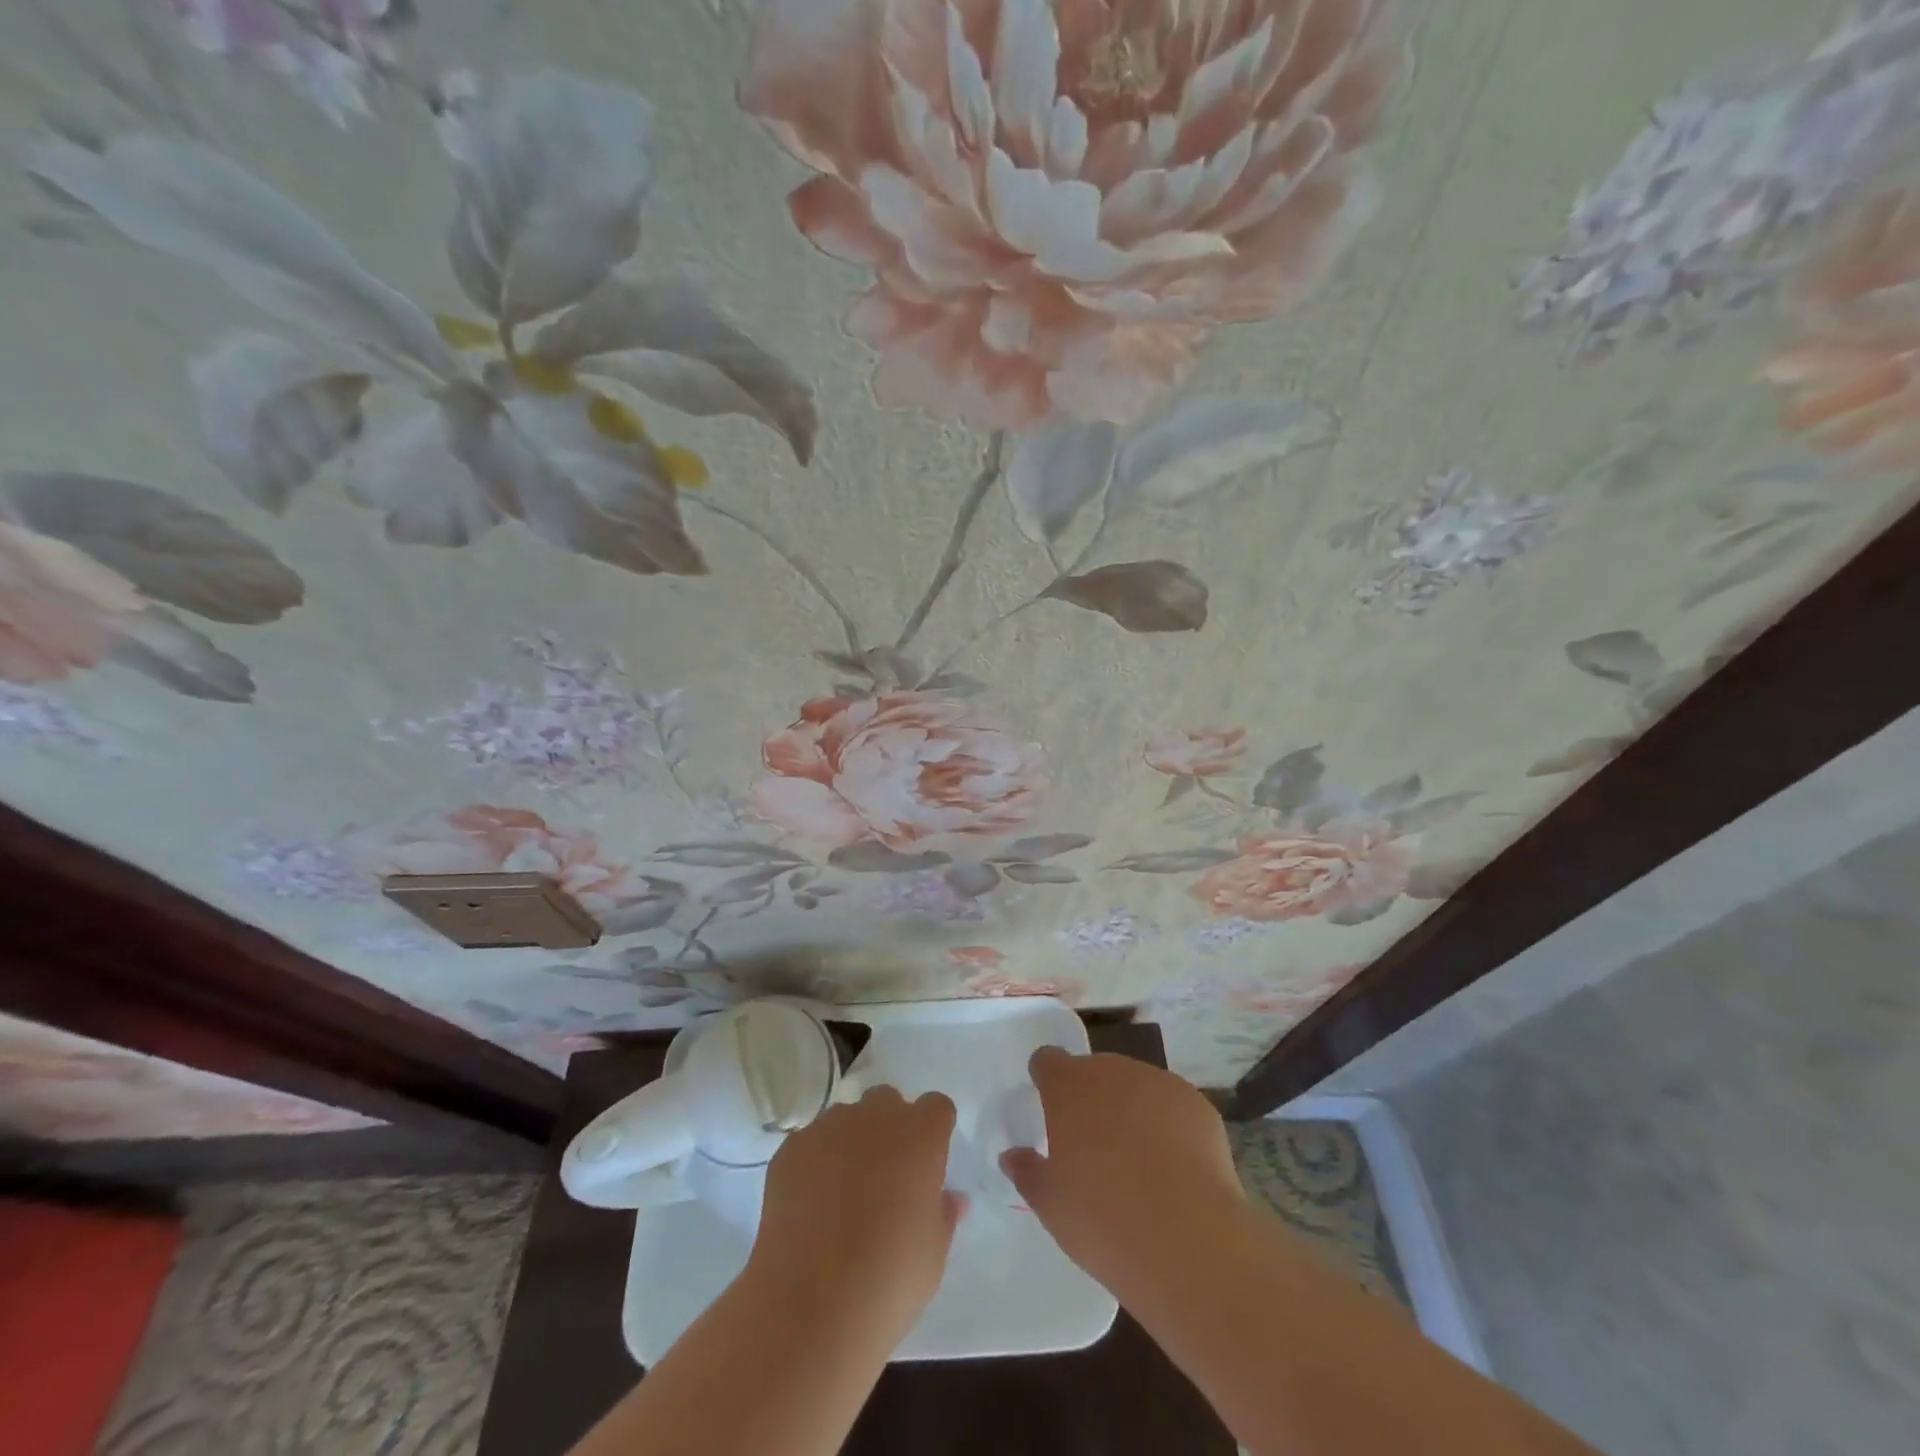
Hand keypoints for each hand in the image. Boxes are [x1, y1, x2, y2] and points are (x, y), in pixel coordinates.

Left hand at [748, 1086, 963, 1345]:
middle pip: (887, 1102)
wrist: (811, 1306)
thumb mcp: (933, 1255)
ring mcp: (829, 1128)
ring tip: (843, 1193)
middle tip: (886, 1176)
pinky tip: (810, 1206)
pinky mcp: (791, 1149)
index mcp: (920, 1135)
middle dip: (890, 1127)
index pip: (936, 1107)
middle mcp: (876, 1117)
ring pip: (846, 1118)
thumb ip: (943, 1214)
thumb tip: (950, 1198)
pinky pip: (810, 1142)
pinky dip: (815, 1163)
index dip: (933, 1131)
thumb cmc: (889, 1279)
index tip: (928, 1163)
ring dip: (851, 1141)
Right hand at [1001, 1048, 1246, 1300]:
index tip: (1048, 1110)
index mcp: (1069, 1087)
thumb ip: (1028, 1172)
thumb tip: (1013, 1156)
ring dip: (1129, 1110)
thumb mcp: (1050, 1205)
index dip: (1046, 1081)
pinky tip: (1173, 1169)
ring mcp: (1159, 1083)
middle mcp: (1112, 1072)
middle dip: (1090, 1099)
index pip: (1048, 1061)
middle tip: (1092, 1148)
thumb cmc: (1103, 1220)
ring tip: (1137, 1163)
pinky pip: (1171, 1107)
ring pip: (1134, 1087)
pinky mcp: (1197, 1105)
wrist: (1189, 1241)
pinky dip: (1167, 1126)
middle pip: (1094, 1072)